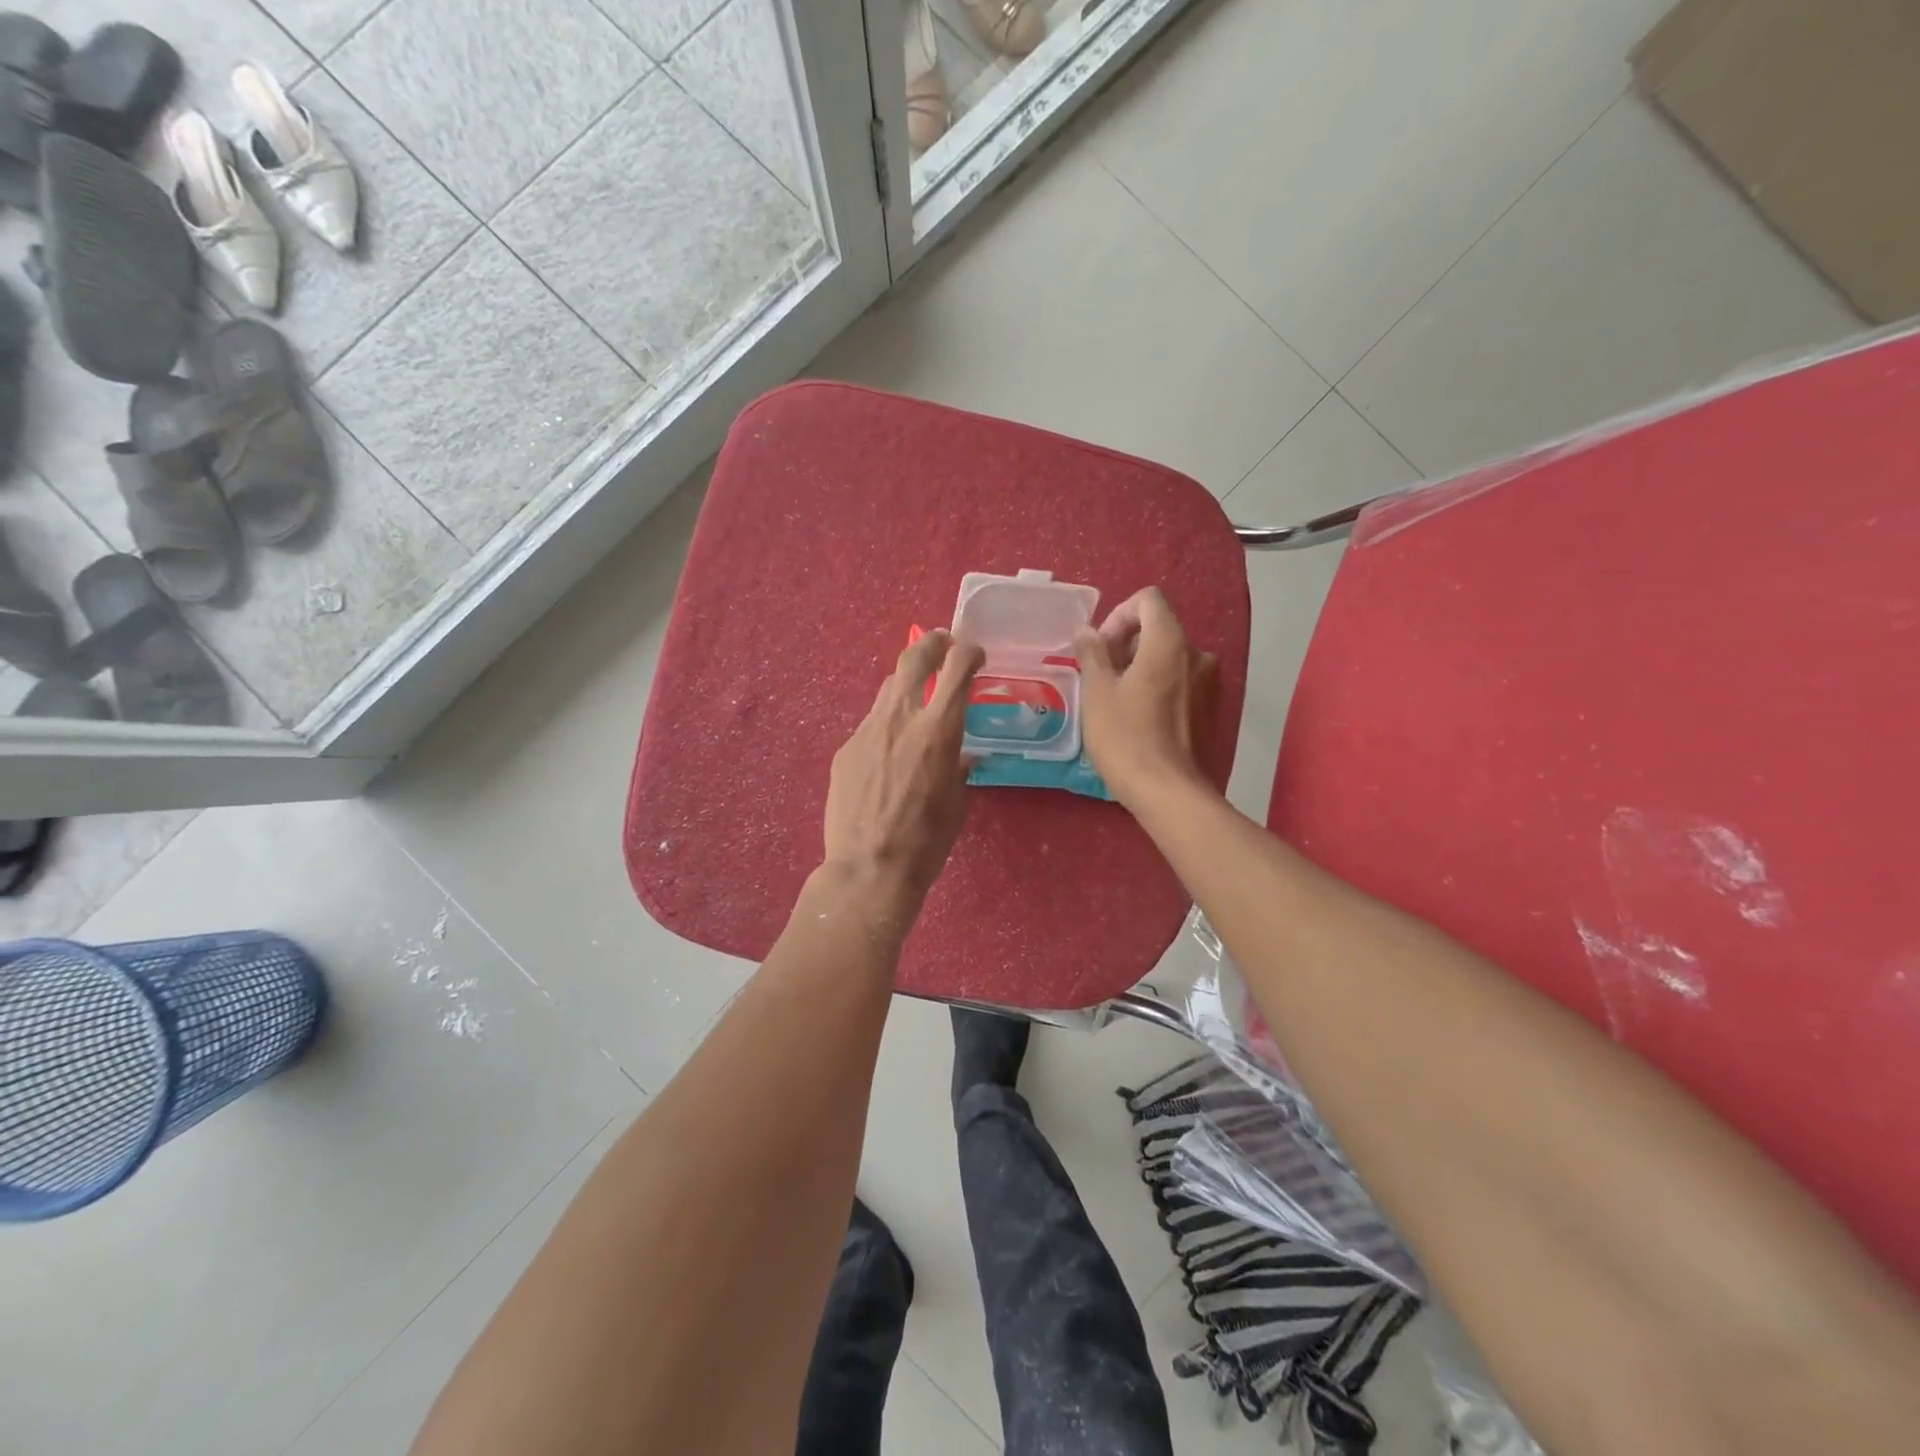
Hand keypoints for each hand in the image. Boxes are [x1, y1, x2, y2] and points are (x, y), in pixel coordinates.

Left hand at [824, 629, 984, 897]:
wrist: (868, 868)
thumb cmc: (926, 841)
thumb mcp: (957, 802)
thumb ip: (959, 768)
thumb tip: (960, 756)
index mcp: (938, 730)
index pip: (957, 668)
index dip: (969, 653)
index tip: (976, 655)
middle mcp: (901, 718)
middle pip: (913, 659)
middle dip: (932, 643)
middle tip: (942, 643)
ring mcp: (867, 731)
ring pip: (888, 689)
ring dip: (906, 684)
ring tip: (916, 696)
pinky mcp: (845, 749)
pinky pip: (871, 724)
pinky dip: (886, 724)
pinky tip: (889, 751)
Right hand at [1074, 587, 1216, 810]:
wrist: (1168, 791)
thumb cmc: (1125, 737)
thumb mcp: (1097, 692)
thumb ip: (1091, 652)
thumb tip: (1086, 630)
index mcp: (1169, 642)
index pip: (1149, 600)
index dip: (1119, 614)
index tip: (1101, 647)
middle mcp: (1197, 654)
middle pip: (1159, 627)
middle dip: (1126, 642)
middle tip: (1100, 674)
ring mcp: (1209, 682)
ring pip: (1169, 656)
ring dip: (1140, 665)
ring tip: (1114, 697)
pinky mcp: (1210, 707)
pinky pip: (1180, 680)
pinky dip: (1157, 684)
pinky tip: (1137, 715)